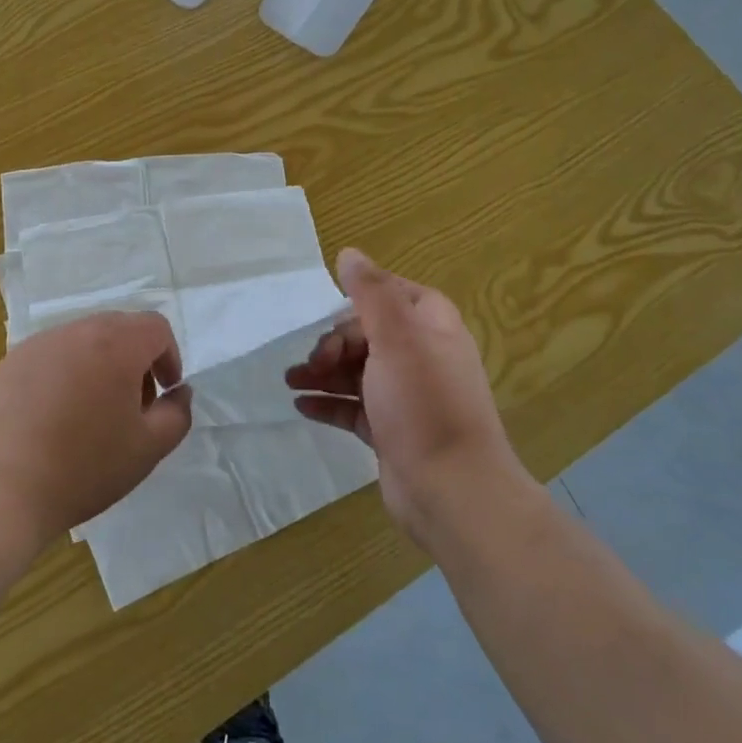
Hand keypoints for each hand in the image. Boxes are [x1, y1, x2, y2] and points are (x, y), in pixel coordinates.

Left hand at [0, 312, 192, 551]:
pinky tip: (50, 422)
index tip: (163, 394)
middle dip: (134, 361)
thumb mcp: (148, 449)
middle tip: (130, 407)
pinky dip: (61, 378)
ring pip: (80, 342)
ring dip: (97, 367)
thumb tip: (178, 392)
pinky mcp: (5, 366)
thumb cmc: (83, 468)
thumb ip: (177, 413)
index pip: (155, 327)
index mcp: (114, 344)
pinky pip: (47, 360)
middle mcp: (74, 332)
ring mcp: (35, 346)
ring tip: (89, 416)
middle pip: (117, 329)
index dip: (169, 357)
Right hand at [287, 249, 535, 547]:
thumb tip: (349, 253)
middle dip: (332, 343)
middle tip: (313, 363)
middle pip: (366, 333)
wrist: (451, 489)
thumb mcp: (396, 337)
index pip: (389, 293)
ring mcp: (406, 395)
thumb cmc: (423, 403)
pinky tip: (301, 405)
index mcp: (431, 325)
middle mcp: (421, 355)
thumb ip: (371, 292)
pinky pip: (353, 406)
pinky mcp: (391, 429)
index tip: (325, 314)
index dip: (356, 299)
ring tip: (290, 382)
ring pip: (356, 370)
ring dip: (322, 373)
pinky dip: (328, 403)